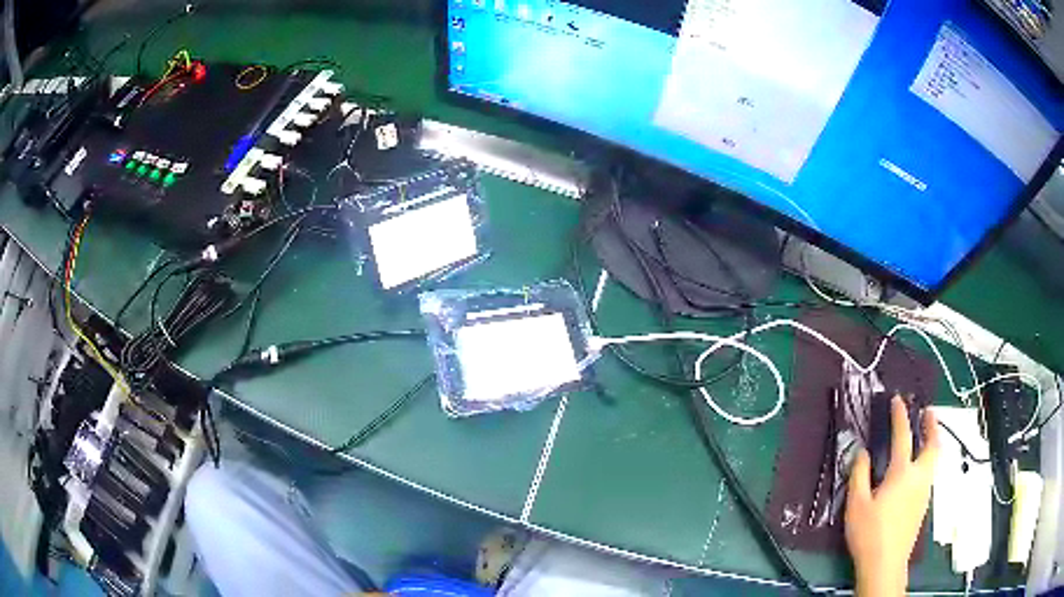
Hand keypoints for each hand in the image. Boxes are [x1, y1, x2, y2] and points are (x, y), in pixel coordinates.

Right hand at [845, 395, 939, 596]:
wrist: (885, 564)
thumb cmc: (869, 533)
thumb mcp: (856, 504)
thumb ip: (859, 475)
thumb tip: (862, 452)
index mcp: (902, 472)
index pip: (903, 436)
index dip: (900, 416)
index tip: (898, 400)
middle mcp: (919, 477)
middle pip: (932, 444)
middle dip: (932, 425)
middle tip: (928, 412)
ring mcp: (924, 492)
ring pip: (934, 460)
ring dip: (932, 442)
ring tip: (927, 436)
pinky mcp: (923, 505)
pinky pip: (930, 474)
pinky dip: (928, 460)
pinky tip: (918, 469)